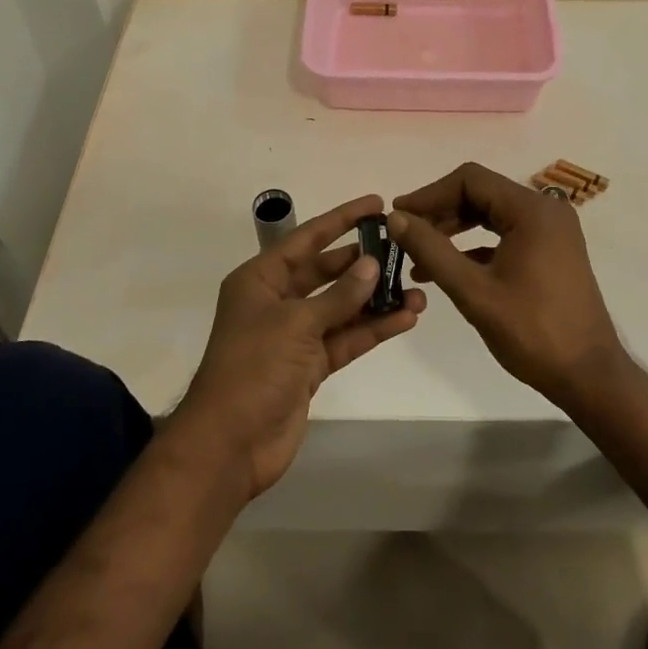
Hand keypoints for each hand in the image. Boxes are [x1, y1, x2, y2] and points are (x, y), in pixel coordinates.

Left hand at [175, 194, 425, 499]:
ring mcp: (295, 336)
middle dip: (363, 262)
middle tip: (403, 249)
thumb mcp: (296, 323)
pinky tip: (406, 319)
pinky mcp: (310, 367)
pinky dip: (373, 329)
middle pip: (327, 272)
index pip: (307, 239)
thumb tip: (373, 264)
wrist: (230, 445)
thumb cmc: (253, 368)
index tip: (376, 203)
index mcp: (260, 280)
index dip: (341, 219)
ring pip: (342, 308)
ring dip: (376, 300)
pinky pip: (346, 339)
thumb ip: (339, 295)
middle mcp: (277, 301)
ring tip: (418, 290)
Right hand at [390, 162, 626, 410]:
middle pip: (481, 193)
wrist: (589, 375)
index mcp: (531, 210)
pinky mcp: (551, 250)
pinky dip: (475, 245)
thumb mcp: (474, 291)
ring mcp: (551, 230)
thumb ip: (432, 250)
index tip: (398, 216)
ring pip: (491, 214)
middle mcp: (545, 210)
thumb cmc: (532, 332)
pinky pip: (505, 234)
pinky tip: (447, 270)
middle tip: (404, 235)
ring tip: (418, 255)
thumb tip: (395, 218)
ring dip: (454, 229)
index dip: (429, 194)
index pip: (470, 180)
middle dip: (440, 212)